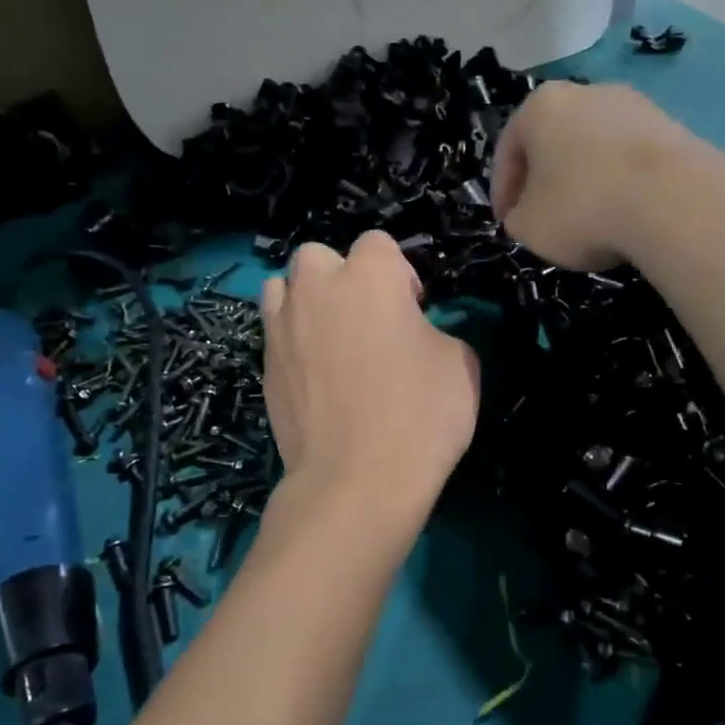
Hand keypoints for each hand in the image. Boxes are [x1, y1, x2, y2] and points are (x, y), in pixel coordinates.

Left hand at [260, 232, 479, 509]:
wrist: (356, 480)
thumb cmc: (419, 414)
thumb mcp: (460, 364)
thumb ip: (435, 331)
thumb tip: (416, 335)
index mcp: (369, 277)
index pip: (377, 243)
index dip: (398, 272)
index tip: (413, 309)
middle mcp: (316, 289)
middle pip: (317, 255)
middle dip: (340, 275)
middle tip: (366, 318)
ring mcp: (282, 327)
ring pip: (283, 287)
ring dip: (305, 300)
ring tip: (328, 337)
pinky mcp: (263, 365)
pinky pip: (275, 333)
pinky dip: (292, 341)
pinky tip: (315, 376)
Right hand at [490, 81, 696, 270]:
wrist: (674, 201)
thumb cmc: (582, 208)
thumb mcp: (527, 227)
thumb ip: (516, 218)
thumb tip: (528, 214)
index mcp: (540, 106)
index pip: (508, 150)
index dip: (502, 191)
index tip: (506, 221)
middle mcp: (585, 92)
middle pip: (553, 142)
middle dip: (545, 180)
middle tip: (542, 216)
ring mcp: (634, 105)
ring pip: (594, 148)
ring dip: (585, 179)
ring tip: (588, 218)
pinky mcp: (672, 125)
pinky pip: (630, 158)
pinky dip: (620, 182)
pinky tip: (624, 212)